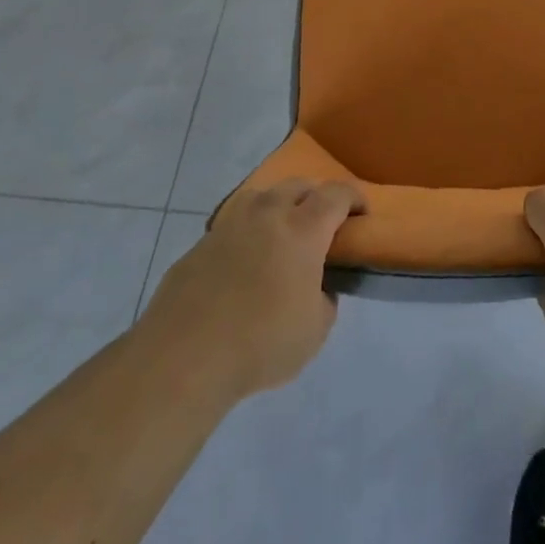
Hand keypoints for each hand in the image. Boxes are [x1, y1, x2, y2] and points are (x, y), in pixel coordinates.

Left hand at [137, 179, 365, 404]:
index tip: (362, 212)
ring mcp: (229, 225)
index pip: (337, 194)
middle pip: (298, 186)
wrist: (183, 357)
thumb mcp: (315, 331)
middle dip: (316, 196)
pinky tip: (243, 260)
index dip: (354, 198)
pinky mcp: (199, 244)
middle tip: (322, 221)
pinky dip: (246, 232)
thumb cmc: (261, 342)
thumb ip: (324, 300)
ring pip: (261, 196)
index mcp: (303, 229)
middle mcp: (268, 215)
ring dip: (278, 205)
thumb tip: (317, 288)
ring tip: (280, 230)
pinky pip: (232, 224)